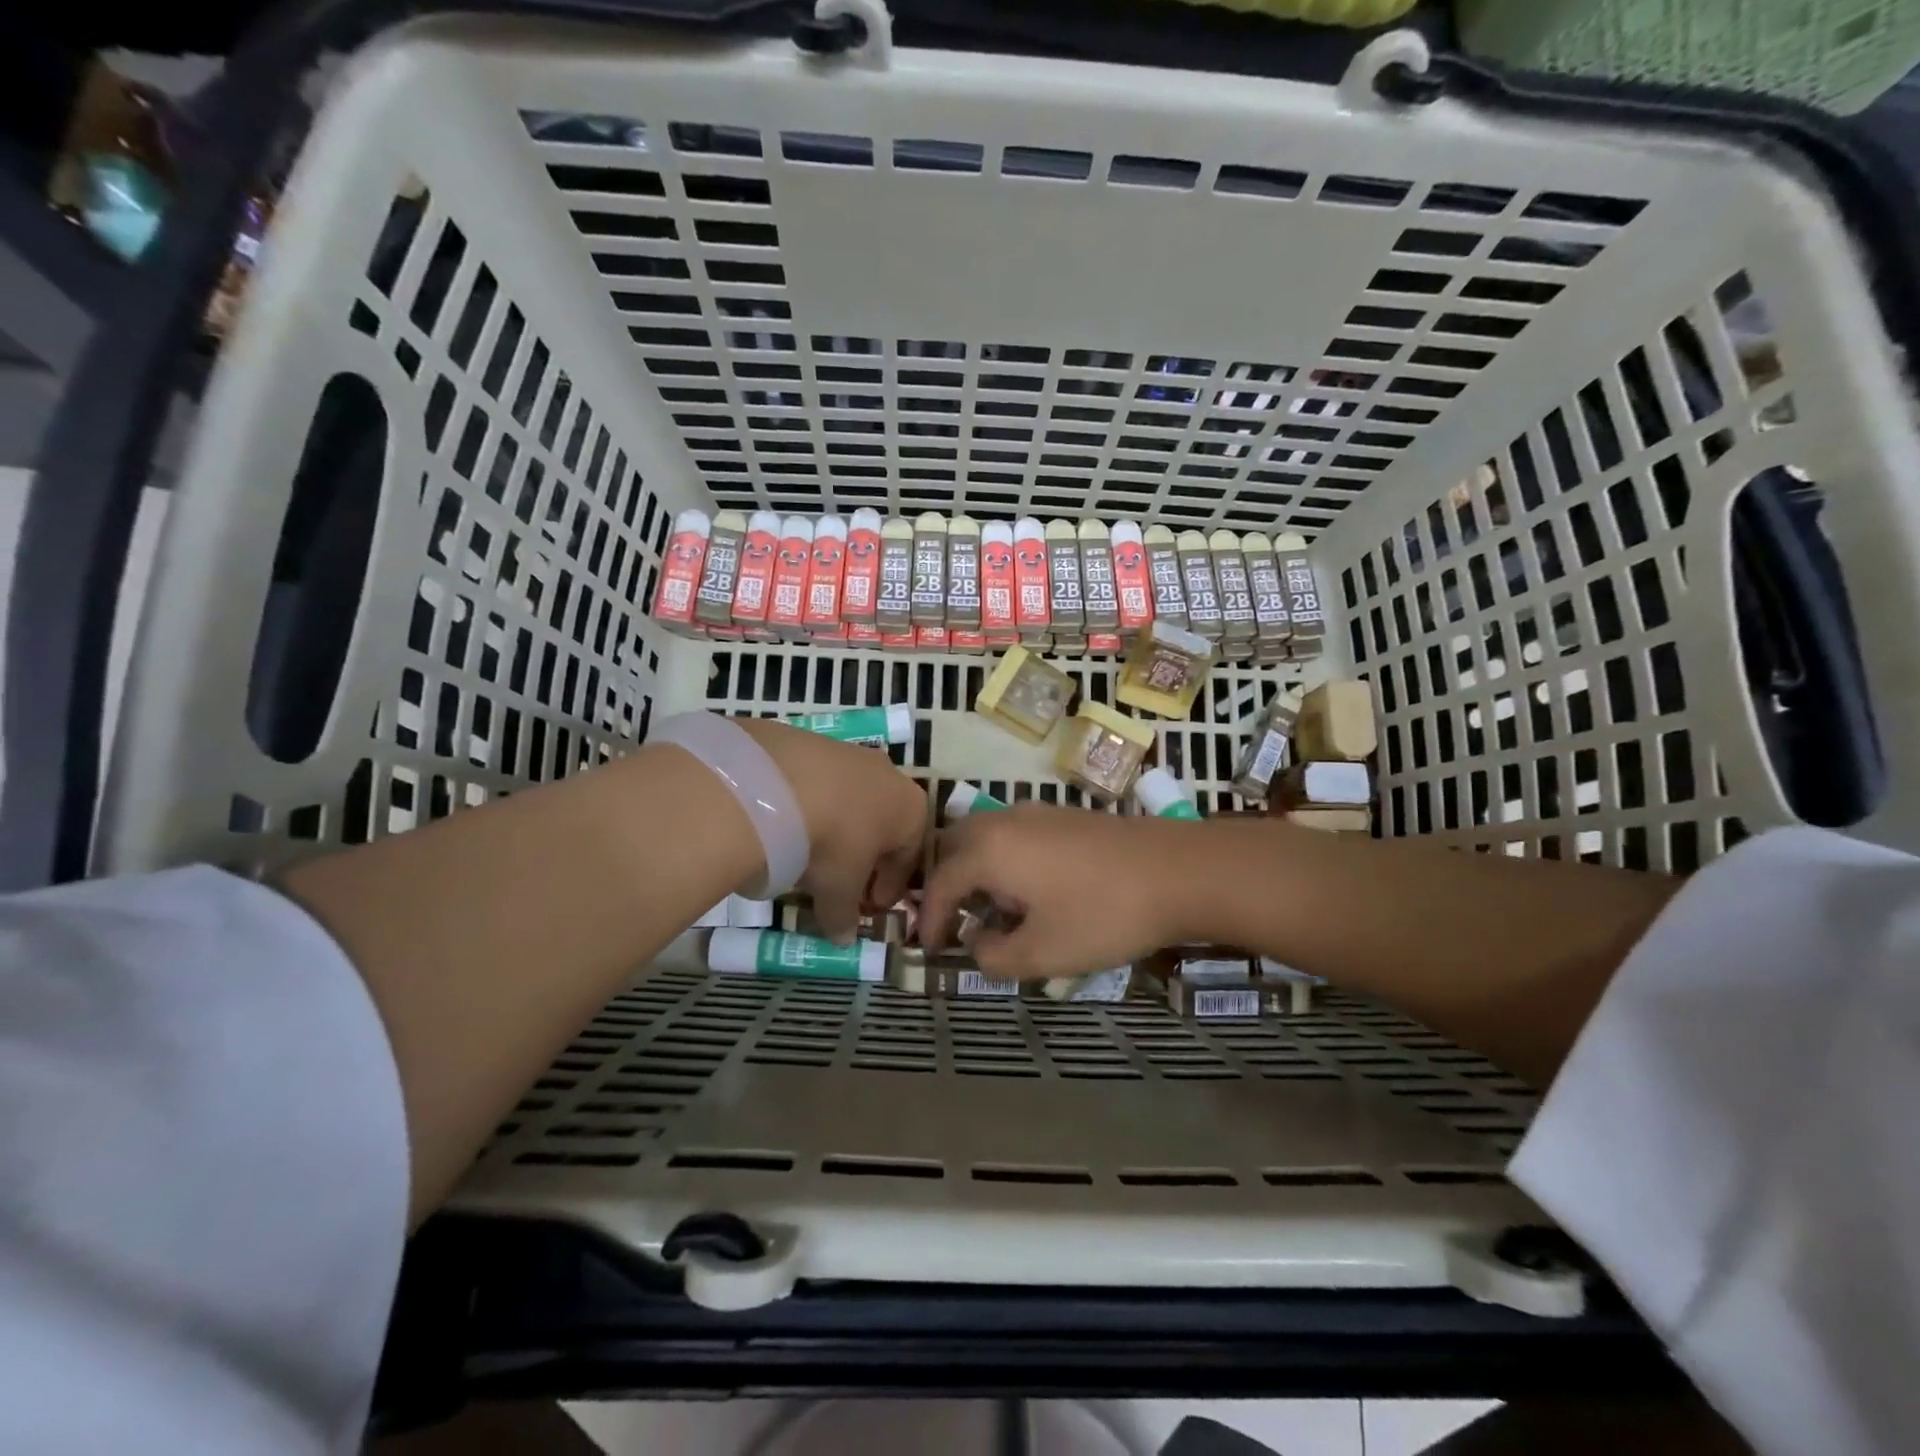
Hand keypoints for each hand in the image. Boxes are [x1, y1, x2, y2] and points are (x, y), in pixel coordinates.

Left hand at [735, 719, 926, 940]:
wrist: (782, 782)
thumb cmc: (833, 842)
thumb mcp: (839, 890)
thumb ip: (844, 916)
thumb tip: (843, 939)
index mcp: (913, 811)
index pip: (908, 859)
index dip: (889, 889)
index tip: (868, 908)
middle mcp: (891, 776)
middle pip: (883, 826)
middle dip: (864, 856)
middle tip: (840, 882)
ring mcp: (854, 754)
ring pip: (852, 802)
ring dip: (837, 829)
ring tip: (808, 854)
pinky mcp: (816, 742)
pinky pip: (821, 784)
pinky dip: (811, 806)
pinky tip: (788, 823)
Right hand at [920, 804, 1192, 979]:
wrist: (1178, 871)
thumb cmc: (1102, 914)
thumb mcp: (1042, 953)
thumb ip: (994, 957)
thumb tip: (978, 944)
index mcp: (988, 850)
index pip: (939, 883)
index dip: (930, 919)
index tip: (933, 949)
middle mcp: (1005, 821)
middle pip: (955, 846)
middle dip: (947, 884)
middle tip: (955, 921)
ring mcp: (1037, 812)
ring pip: (986, 835)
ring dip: (977, 870)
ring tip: (995, 911)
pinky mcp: (1065, 815)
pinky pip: (1014, 834)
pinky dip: (1005, 859)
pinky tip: (1033, 890)